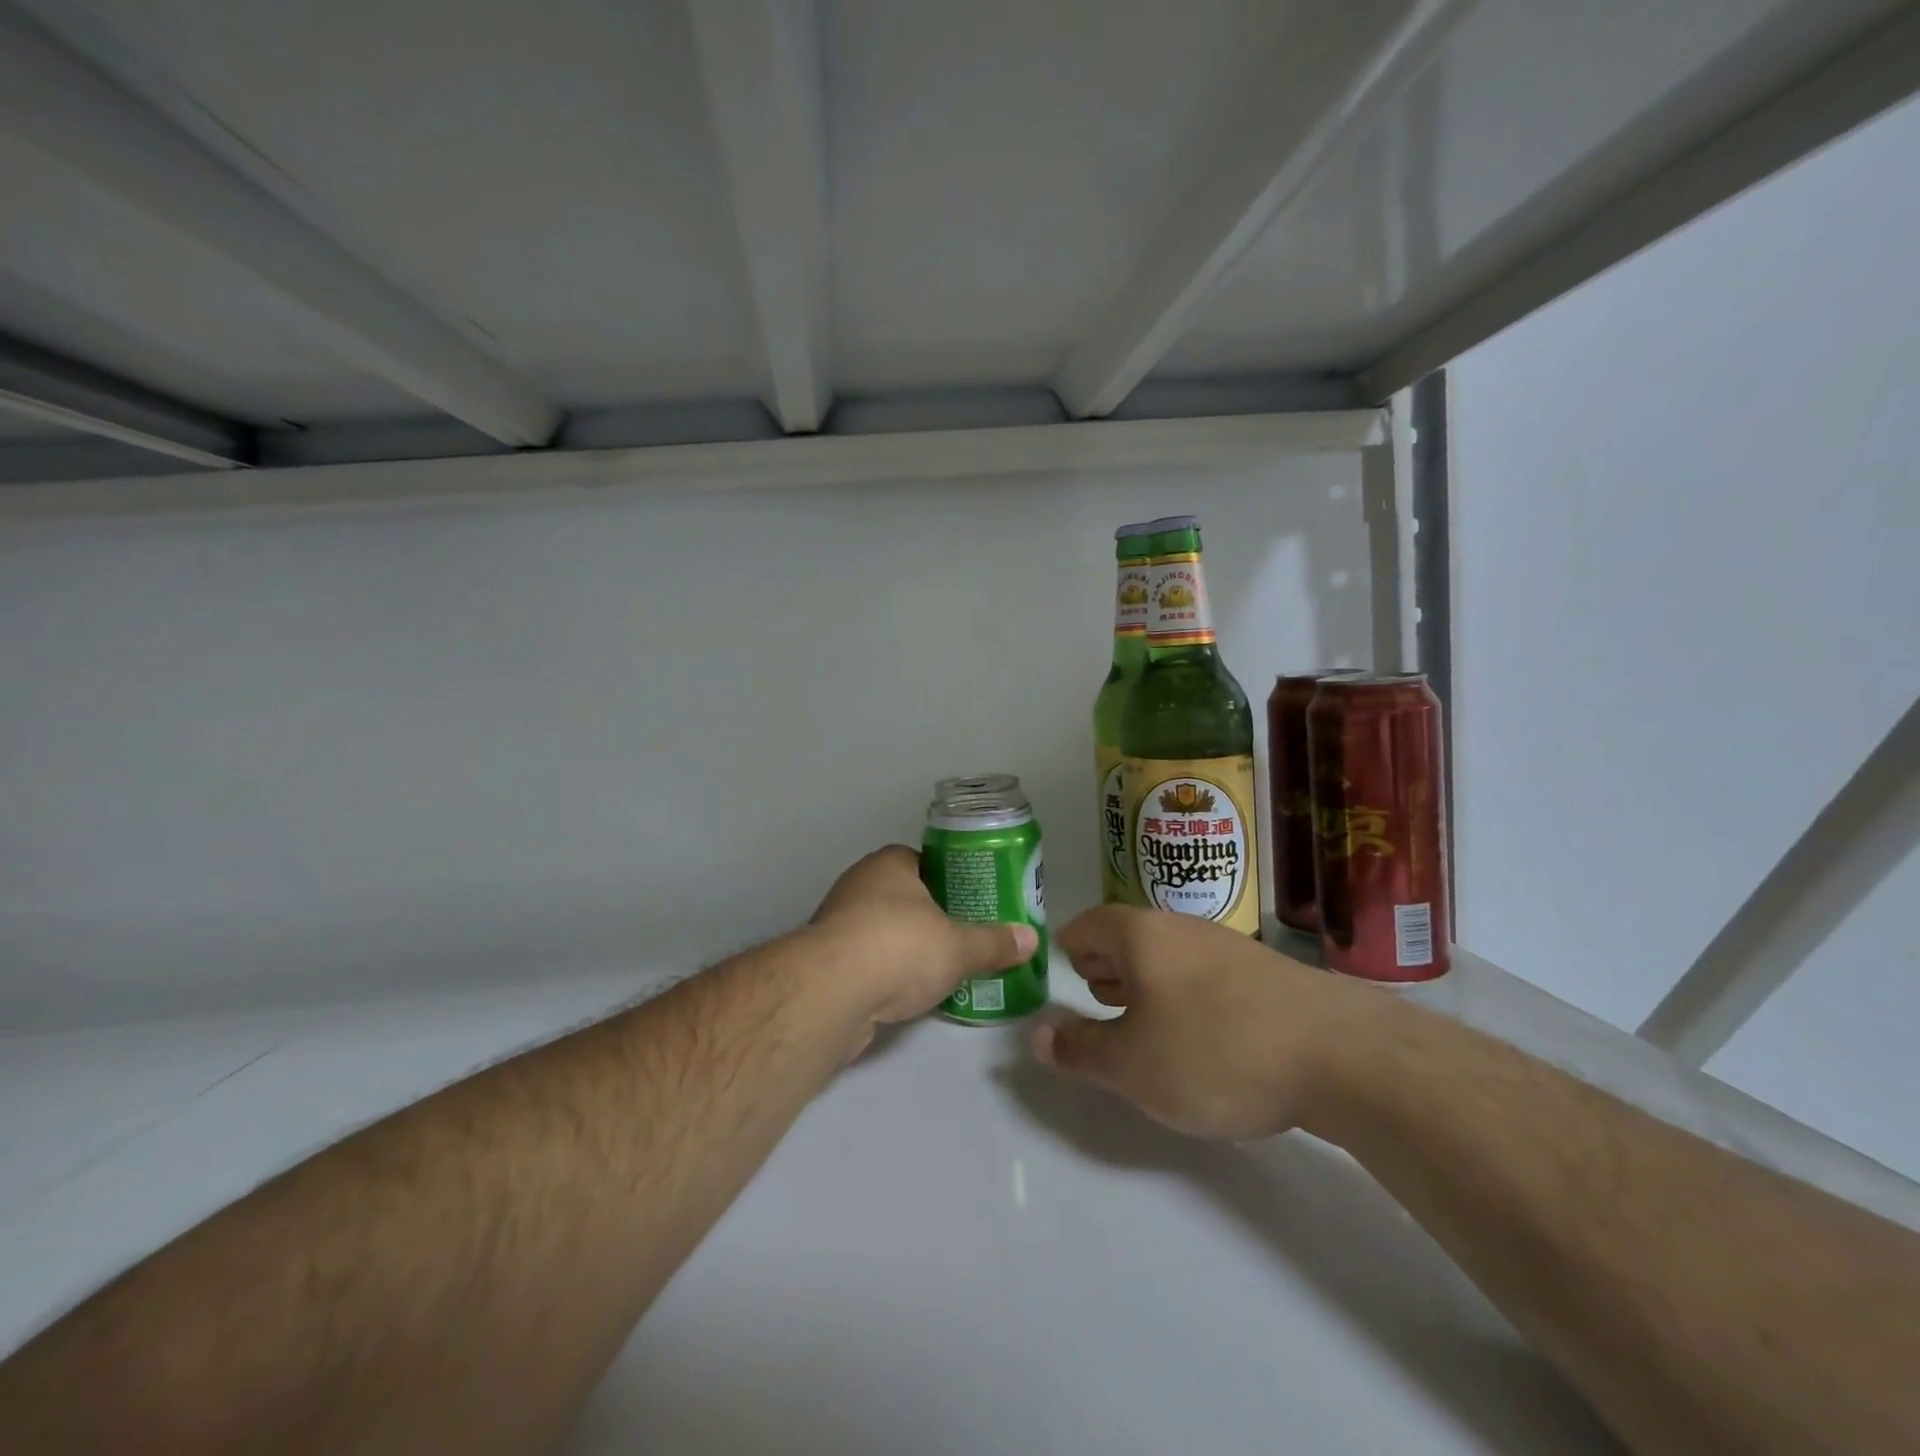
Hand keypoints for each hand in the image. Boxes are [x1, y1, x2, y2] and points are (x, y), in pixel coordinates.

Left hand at [809, 845, 1037, 1030]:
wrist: (832, 993)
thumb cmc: (900, 947)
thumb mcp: (959, 947)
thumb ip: (994, 943)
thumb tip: (1030, 940)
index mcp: (889, 864)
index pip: (924, 862)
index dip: (949, 880)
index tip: (971, 903)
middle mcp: (859, 884)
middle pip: (903, 896)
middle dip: (929, 917)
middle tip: (963, 937)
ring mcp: (837, 922)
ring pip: (882, 929)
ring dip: (904, 947)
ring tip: (940, 969)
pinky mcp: (825, 961)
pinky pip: (865, 960)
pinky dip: (884, 973)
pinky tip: (906, 994)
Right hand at [1032, 906, 1385, 1139]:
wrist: (1340, 1055)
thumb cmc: (1214, 1051)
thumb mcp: (1131, 1064)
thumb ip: (1079, 1049)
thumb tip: (1038, 1035)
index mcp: (1140, 935)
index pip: (1085, 926)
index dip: (1065, 951)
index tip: (1057, 980)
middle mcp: (1180, 927)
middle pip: (1126, 936)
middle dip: (1103, 966)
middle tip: (1092, 998)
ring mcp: (1227, 946)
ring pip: (1167, 956)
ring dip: (1144, 983)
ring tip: (1137, 1019)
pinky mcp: (1263, 973)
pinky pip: (1202, 974)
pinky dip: (1183, 996)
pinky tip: (1197, 1035)